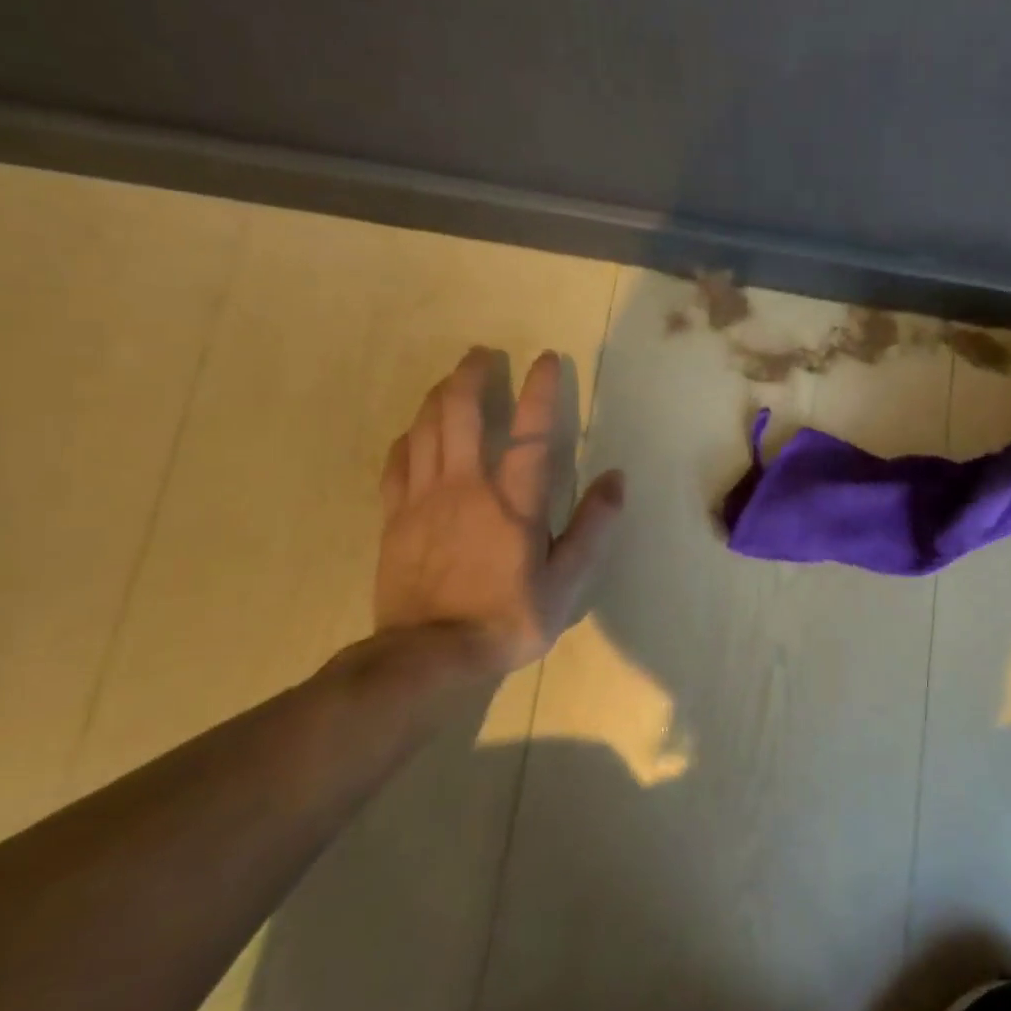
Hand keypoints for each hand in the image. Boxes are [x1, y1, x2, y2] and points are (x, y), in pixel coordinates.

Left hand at [374, 347, 624, 672]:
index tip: (547, 359)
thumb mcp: (568, 581)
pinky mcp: (395, 518)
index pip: (531, 431)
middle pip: (462, 414)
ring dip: (441, 396)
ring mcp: (423, 500)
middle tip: (483, 354)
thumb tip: (616, 479)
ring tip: (452, 379)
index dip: (540, 390)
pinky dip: (410, 437)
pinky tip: (416, 431)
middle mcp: (466, 487)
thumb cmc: (508, 618)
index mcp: (513, 501)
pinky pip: (398, 462)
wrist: (429, 656)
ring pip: (426, 430)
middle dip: (472, 375)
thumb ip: (593, 527)